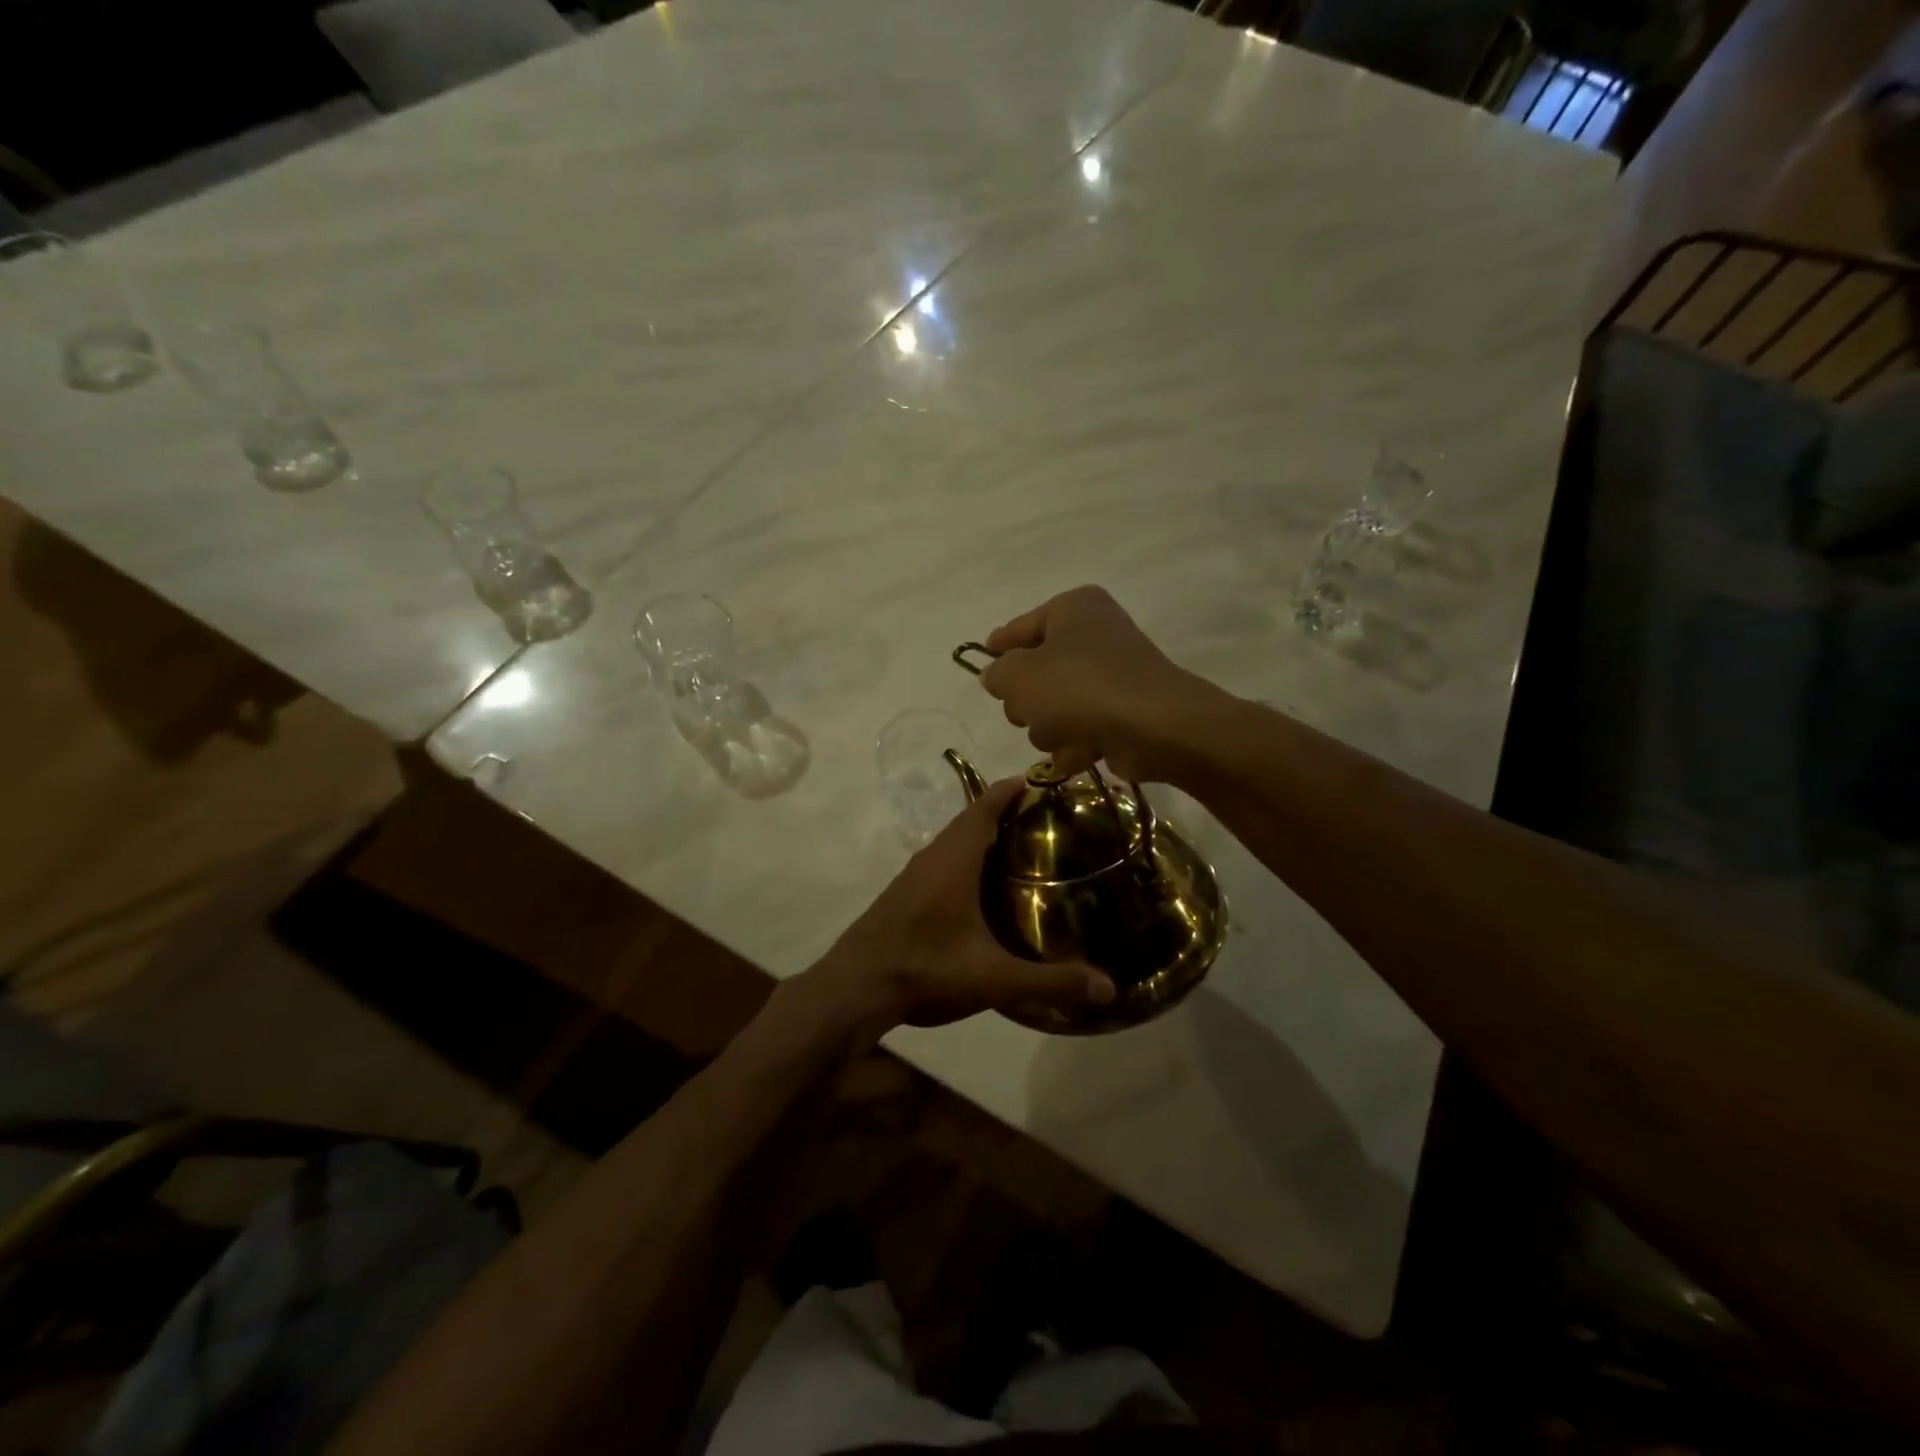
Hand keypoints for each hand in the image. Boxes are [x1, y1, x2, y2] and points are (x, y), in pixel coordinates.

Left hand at [804, 778, 1114, 1040]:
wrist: (855, 989)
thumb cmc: (925, 970)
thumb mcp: (994, 979)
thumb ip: (1050, 982)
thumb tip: (1109, 987)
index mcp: (954, 860)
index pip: (985, 807)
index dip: (1012, 790)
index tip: (1043, 780)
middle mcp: (932, 857)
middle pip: (970, 819)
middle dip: (1004, 811)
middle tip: (1045, 818)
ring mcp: (913, 875)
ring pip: (953, 841)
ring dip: (982, 834)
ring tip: (1020, 846)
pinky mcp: (904, 893)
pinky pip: (942, 860)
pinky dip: (966, 856)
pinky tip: (982, 885)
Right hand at [979, 585, 1218, 780]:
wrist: (1153, 727)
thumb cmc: (1078, 688)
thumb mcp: (1018, 676)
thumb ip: (997, 674)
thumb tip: (997, 676)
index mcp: (1072, 608)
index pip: (1021, 625)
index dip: (999, 644)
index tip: (983, 656)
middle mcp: (1096, 634)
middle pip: (1038, 670)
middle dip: (1027, 700)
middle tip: (1026, 712)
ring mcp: (1113, 675)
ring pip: (1056, 706)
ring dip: (1050, 728)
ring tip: (1061, 736)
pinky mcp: (1124, 712)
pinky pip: (1083, 728)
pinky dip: (1076, 744)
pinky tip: (1077, 755)